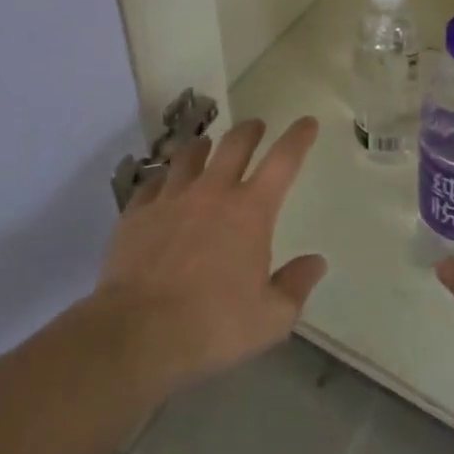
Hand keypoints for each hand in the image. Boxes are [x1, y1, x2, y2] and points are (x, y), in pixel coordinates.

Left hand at [93, 117, 326, 392]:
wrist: (137, 331)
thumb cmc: (212, 325)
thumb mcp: (270, 318)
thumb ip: (295, 286)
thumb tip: (316, 262)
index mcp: (250, 211)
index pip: (283, 161)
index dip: (298, 138)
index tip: (306, 122)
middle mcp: (212, 192)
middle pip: (234, 144)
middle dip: (249, 130)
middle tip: (256, 126)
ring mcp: (171, 198)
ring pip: (189, 155)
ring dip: (202, 147)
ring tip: (205, 145)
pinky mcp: (137, 213)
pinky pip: (152, 184)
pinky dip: (162, 180)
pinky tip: (161, 186)